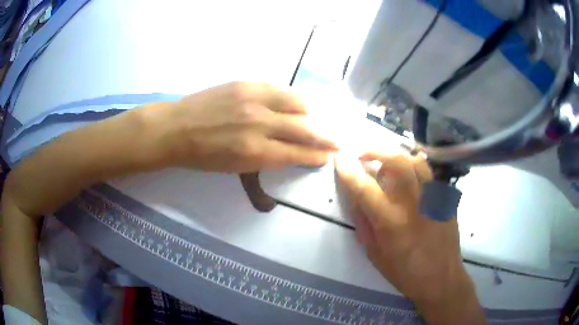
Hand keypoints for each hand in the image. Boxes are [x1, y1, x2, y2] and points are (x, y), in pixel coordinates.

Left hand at [144, 82, 336, 172]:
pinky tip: (296, 102)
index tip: (328, 156)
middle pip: (304, 129)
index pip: (297, 153)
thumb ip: (267, 158)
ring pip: (297, 103)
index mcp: (255, 152)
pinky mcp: (246, 84)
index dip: (316, 155)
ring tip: (318, 119)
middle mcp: (260, 124)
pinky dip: (292, 98)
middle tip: (337, 140)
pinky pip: (279, 89)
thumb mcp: (236, 167)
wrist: (176, 128)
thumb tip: (290, 151)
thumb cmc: (203, 156)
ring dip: (312, 113)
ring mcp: (254, 99)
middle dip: (325, 137)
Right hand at [335, 153, 485, 324]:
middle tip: (364, 156)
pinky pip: (429, 173)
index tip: (339, 159)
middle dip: (375, 152)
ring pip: (415, 161)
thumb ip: (364, 224)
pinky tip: (410, 178)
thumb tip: (356, 198)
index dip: (348, 171)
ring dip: (397, 157)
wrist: (441, 278)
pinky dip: (415, 168)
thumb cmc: (404, 272)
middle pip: (395, 162)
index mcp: (391, 221)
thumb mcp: (375, 254)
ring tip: (388, 164)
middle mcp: (413, 203)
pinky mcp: (445, 199)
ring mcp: (433, 198)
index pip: (364, 188)